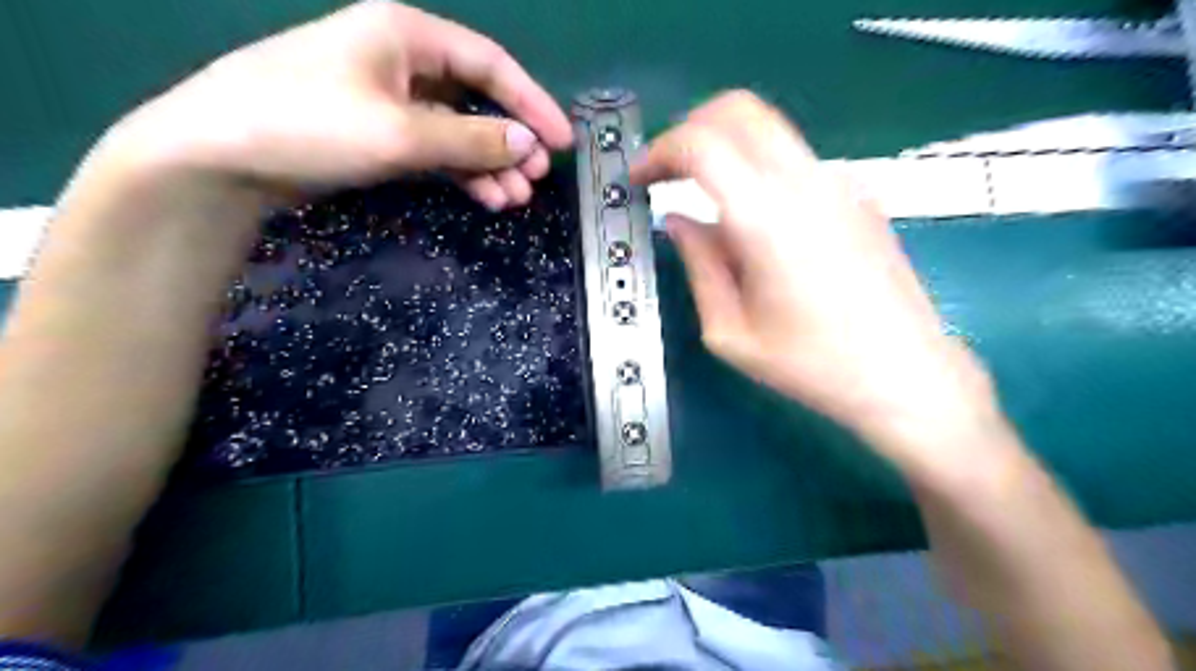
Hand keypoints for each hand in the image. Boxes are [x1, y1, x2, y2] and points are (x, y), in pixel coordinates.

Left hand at [93, 0, 569, 208]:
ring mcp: (390, 98)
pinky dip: (461, 173)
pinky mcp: (378, 133)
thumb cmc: (311, 125)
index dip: (532, 103)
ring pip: (458, 130)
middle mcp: (403, 59)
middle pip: (477, 99)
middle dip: (510, 140)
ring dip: (489, 164)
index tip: (562, 141)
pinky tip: (485, 197)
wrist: (221, 157)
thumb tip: (528, 144)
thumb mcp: (401, 133)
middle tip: (536, 178)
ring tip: (515, 199)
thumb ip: (471, 139)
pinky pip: (435, 149)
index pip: (490, 65)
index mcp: (408, 35)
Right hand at [629, 92, 1002, 464]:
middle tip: (665, 173)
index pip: (701, 144)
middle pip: (738, 110)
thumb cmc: (813, 366)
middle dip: (688, 130)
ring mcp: (840, 183)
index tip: (639, 180)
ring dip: (724, 148)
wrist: (907, 375)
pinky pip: (794, 160)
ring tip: (701, 198)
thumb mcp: (731, 332)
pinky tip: (753, 221)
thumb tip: (677, 221)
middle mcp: (807, 184)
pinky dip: (757, 168)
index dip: (658, 152)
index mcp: (768, 220)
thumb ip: (699, 265)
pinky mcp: (859, 194)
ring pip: (768, 129)